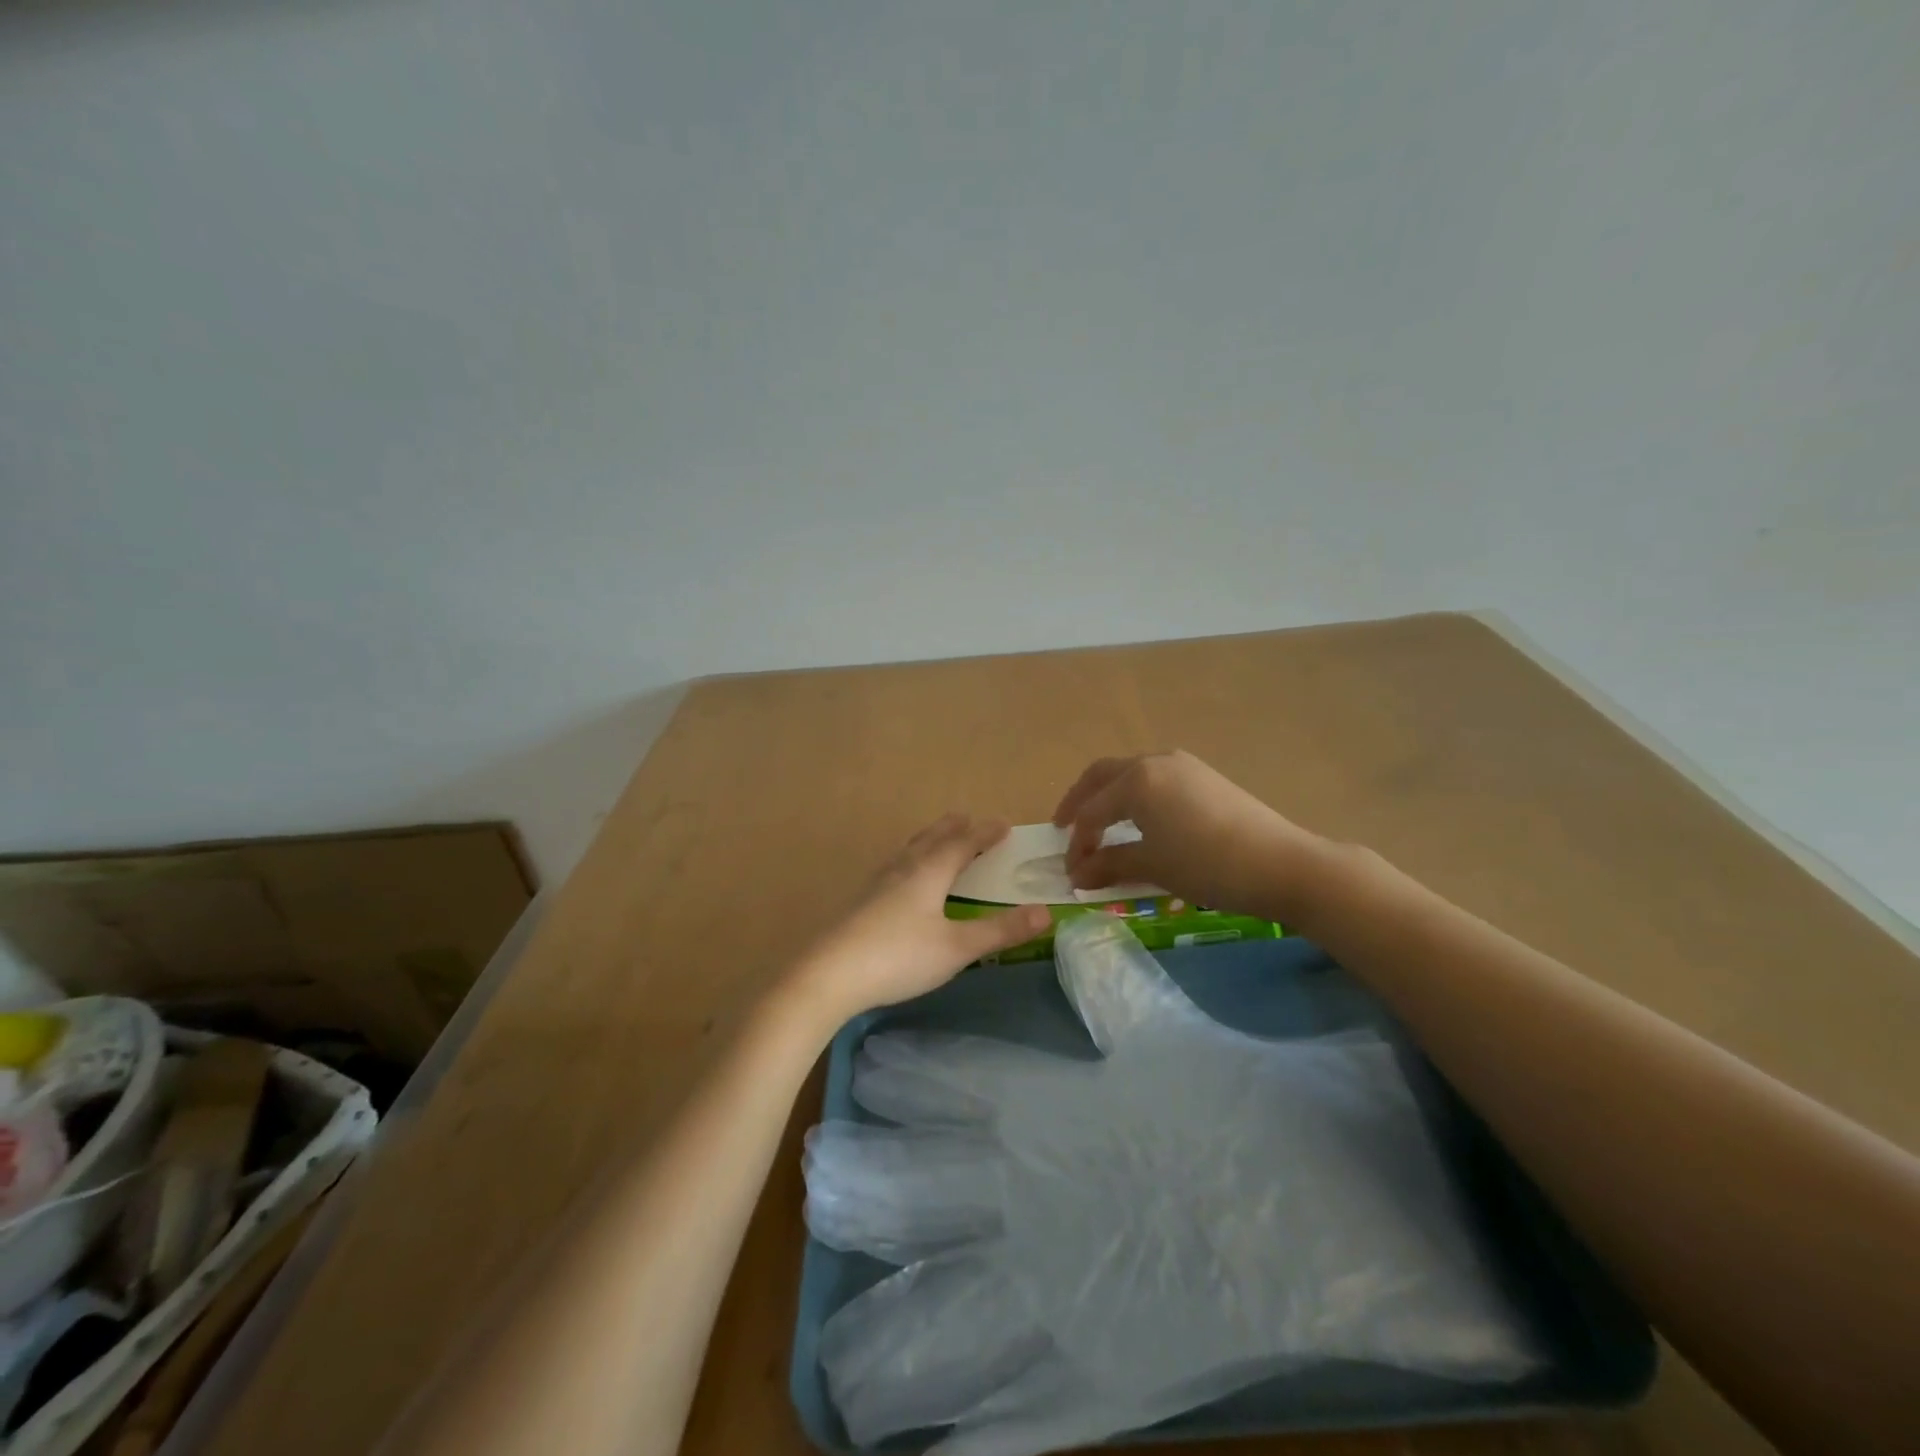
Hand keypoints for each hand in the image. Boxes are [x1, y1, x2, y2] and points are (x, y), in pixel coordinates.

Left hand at [787, 815, 1051, 1027]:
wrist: (828, 974)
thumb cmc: (899, 957)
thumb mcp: (957, 948)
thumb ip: (1000, 931)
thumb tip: (1046, 912)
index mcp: (928, 872)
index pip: (962, 844)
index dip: (984, 834)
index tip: (1004, 825)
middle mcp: (903, 869)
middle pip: (931, 839)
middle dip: (953, 828)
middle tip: (968, 818)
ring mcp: (877, 884)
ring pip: (909, 850)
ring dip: (928, 840)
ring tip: (937, 839)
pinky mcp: (861, 901)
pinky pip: (894, 867)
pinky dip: (909, 860)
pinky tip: (900, 879)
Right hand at [1051, 751, 1323, 919]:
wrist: (1281, 864)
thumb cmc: (1207, 865)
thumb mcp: (1152, 866)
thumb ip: (1109, 865)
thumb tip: (1076, 875)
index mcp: (1136, 780)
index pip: (1092, 811)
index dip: (1077, 843)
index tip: (1070, 872)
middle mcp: (1155, 761)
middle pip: (1102, 776)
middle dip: (1080, 802)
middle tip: (1066, 829)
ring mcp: (1183, 765)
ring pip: (1130, 775)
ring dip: (1109, 798)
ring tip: (1101, 826)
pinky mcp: (1204, 776)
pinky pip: (1155, 780)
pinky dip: (1135, 798)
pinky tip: (1140, 821)